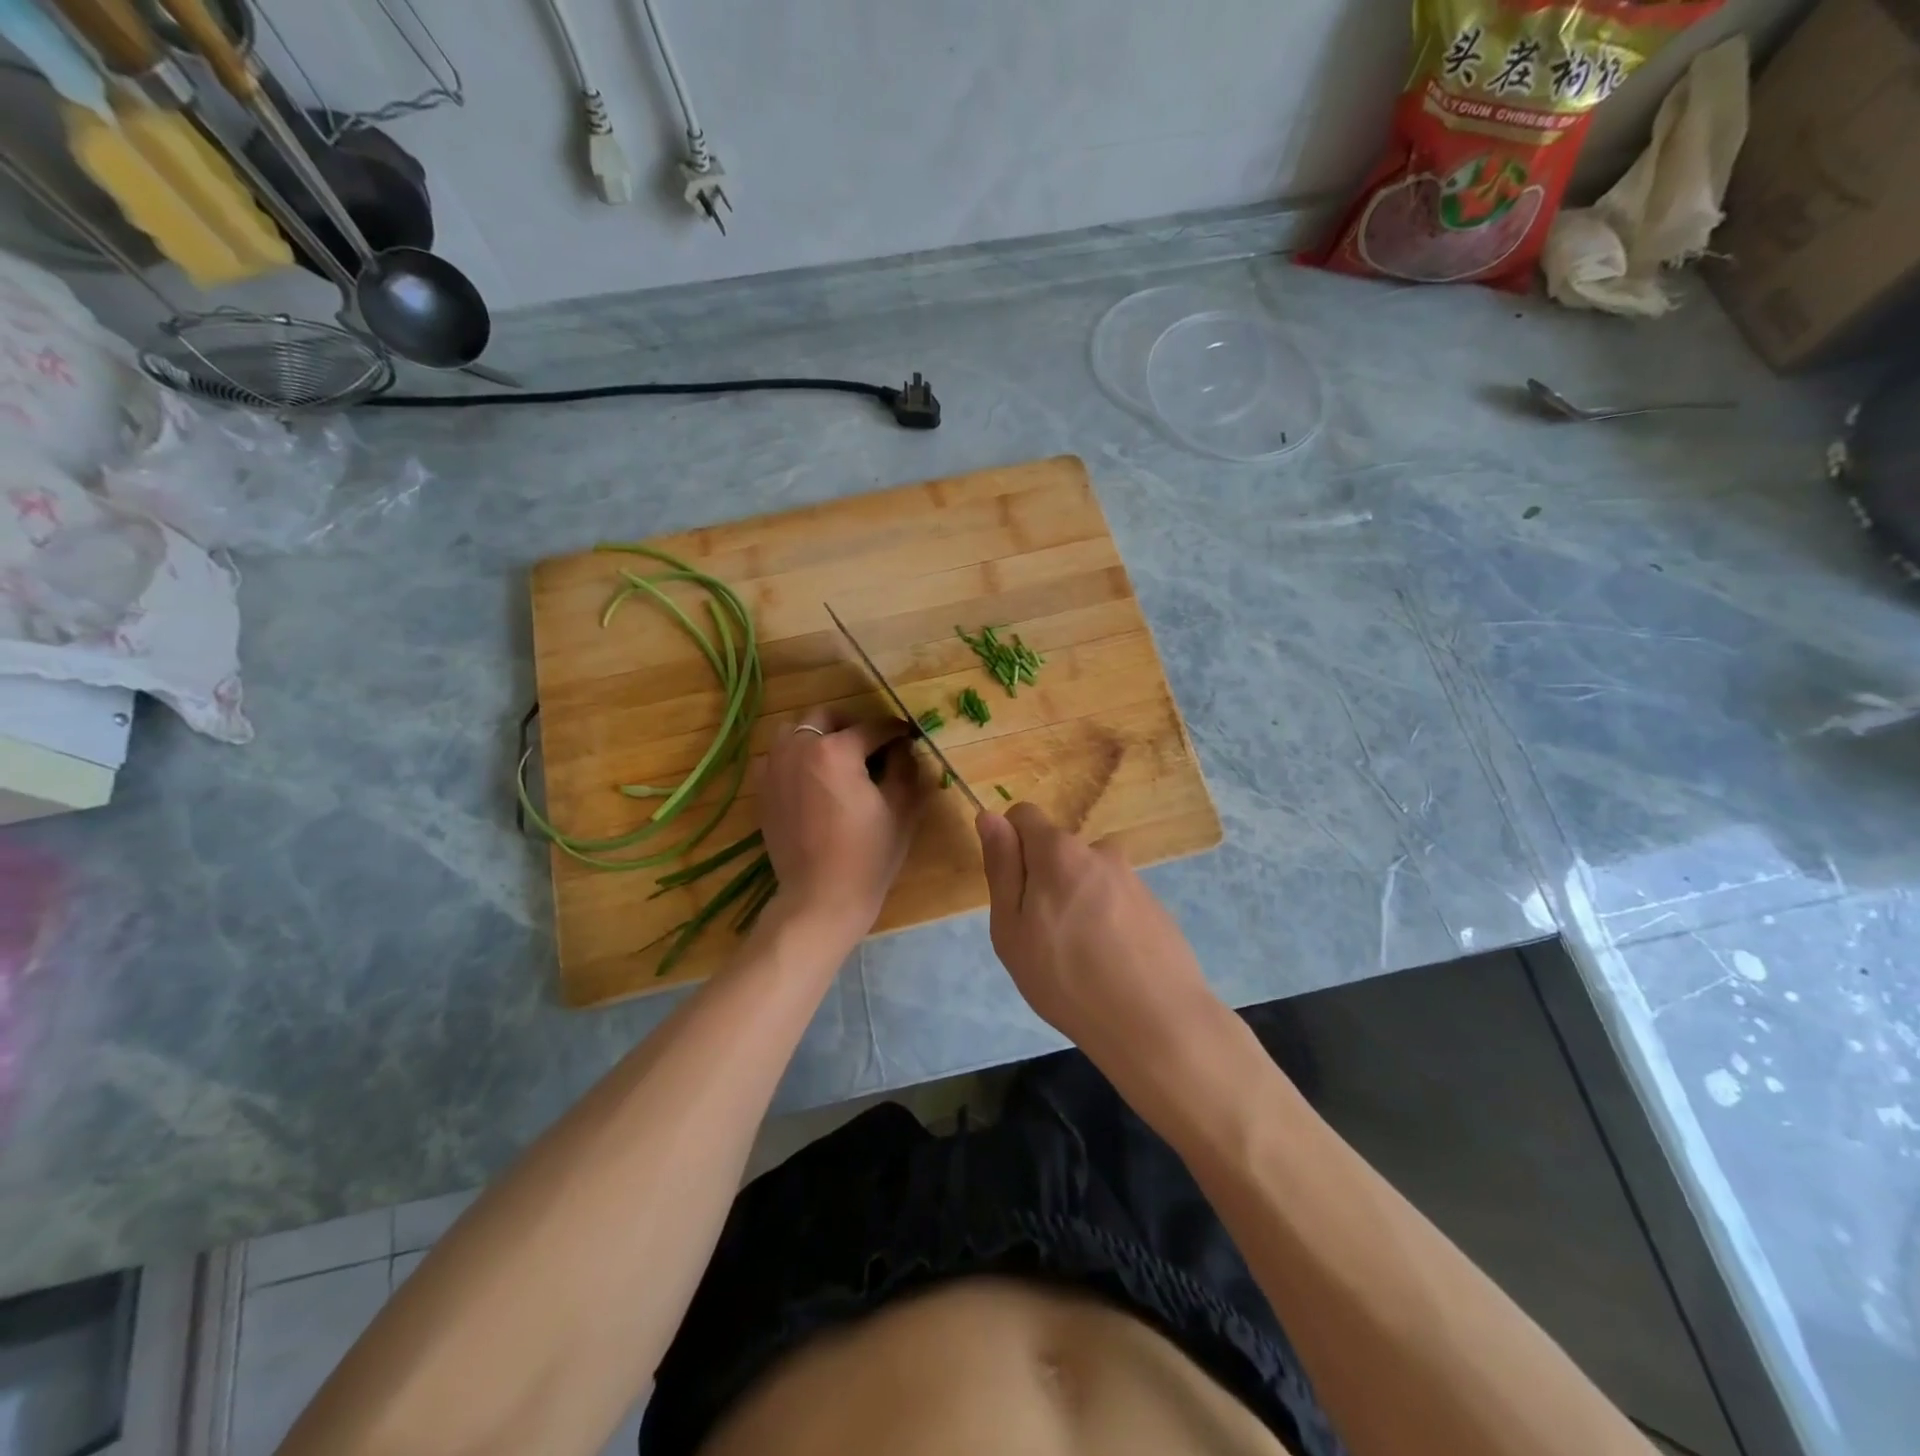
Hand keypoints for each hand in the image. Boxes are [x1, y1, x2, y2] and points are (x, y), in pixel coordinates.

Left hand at [759, 710, 928, 944]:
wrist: (820, 898)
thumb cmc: (868, 855)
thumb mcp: (901, 808)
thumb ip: (905, 766)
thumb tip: (903, 746)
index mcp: (836, 749)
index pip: (873, 728)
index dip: (896, 731)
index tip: (909, 736)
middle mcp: (799, 748)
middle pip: (826, 717)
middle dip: (852, 725)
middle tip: (872, 747)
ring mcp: (774, 768)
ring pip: (794, 731)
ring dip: (818, 736)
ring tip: (837, 760)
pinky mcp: (762, 790)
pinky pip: (777, 757)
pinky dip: (795, 758)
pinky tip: (812, 781)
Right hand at [976, 804, 1223, 1069]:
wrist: (1156, 1022)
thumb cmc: (1066, 977)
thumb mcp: (1012, 928)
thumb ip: (1001, 867)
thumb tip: (989, 815)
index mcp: (1059, 851)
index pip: (1024, 815)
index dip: (1010, 845)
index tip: (1013, 892)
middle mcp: (1100, 851)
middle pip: (1057, 850)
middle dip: (1043, 880)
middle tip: (1041, 937)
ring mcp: (1133, 879)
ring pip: (1087, 878)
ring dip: (1076, 901)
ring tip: (1079, 957)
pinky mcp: (1156, 906)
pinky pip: (1115, 901)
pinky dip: (1106, 921)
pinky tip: (1110, 964)